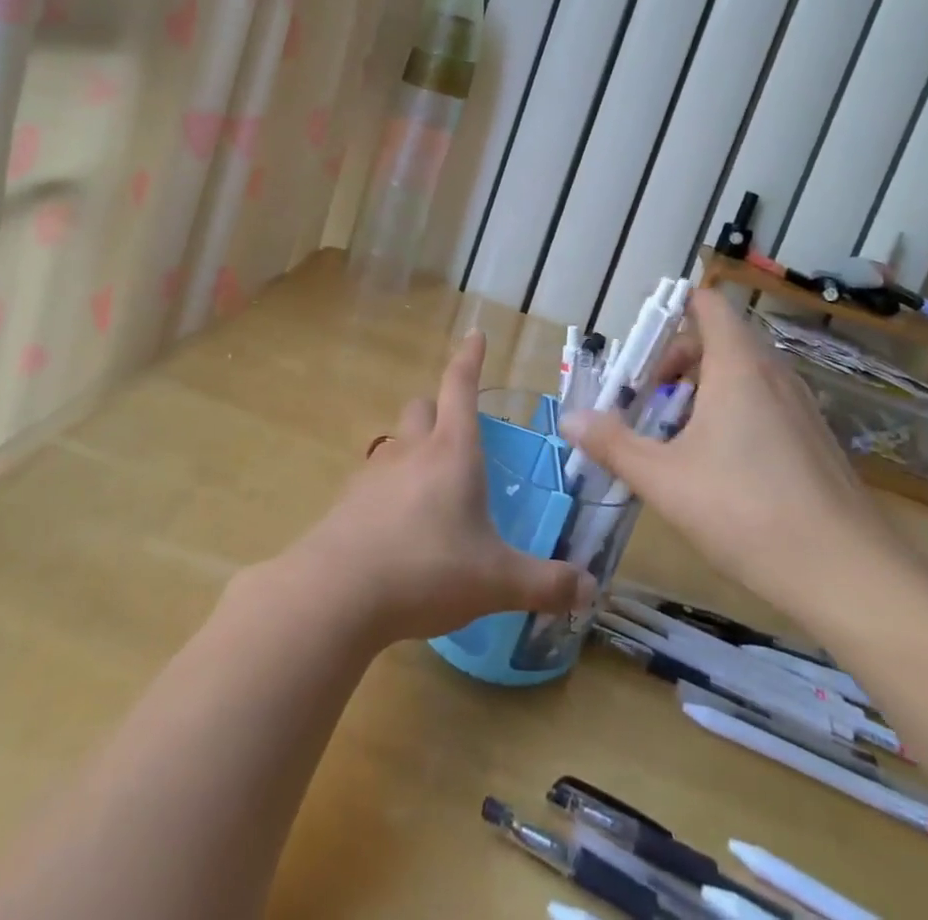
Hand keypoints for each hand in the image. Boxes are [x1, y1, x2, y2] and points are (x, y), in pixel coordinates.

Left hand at [284, 330, 594, 644]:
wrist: (337, 593)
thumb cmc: (427, 570)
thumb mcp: (496, 581)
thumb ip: (546, 583)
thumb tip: (589, 588)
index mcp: (452, 451)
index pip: (460, 386)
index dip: (470, 358)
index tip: (475, 334)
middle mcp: (412, 450)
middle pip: (422, 407)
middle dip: (440, 409)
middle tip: (460, 434)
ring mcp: (375, 473)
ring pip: (398, 442)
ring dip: (416, 450)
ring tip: (434, 488)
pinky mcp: (349, 500)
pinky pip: (376, 479)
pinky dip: (392, 488)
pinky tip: (401, 526)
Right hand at [561, 288, 903, 626]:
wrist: (851, 577)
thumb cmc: (746, 512)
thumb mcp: (664, 479)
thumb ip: (613, 444)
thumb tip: (569, 419)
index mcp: (738, 365)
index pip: (707, 305)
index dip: (670, 310)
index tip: (638, 348)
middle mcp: (773, 374)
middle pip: (718, 339)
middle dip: (674, 361)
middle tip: (643, 399)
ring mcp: (799, 408)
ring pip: (741, 374)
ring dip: (700, 390)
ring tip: (671, 434)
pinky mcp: (813, 440)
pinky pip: (763, 403)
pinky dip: (730, 413)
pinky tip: (715, 465)